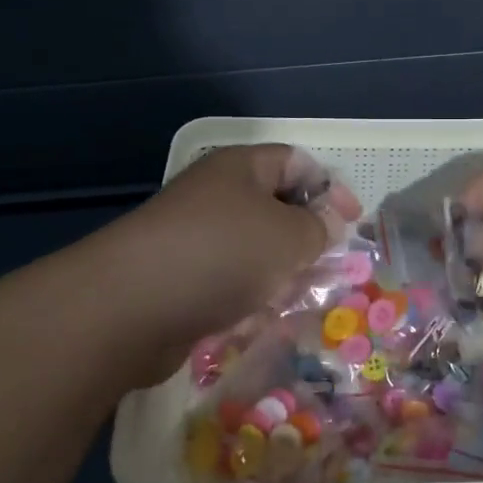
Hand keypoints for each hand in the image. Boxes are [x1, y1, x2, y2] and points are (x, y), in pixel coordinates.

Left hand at [100, 145, 359, 382]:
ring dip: (279, 274)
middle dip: (306, 239)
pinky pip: (227, 282)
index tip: (352, 223)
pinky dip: (247, 298)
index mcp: (241, 168)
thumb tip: (328, 224)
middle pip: (275, 209)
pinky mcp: (180, 279)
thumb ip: (319, 228)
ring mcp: (194, 238)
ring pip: (253, 251)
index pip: (296, 163)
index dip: (330, 188)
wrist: (129, 307)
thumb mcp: (289, 236)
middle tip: (328, 268)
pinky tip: (256, 319)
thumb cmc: (222, 255)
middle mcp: (216, 196)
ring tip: (295, 298)